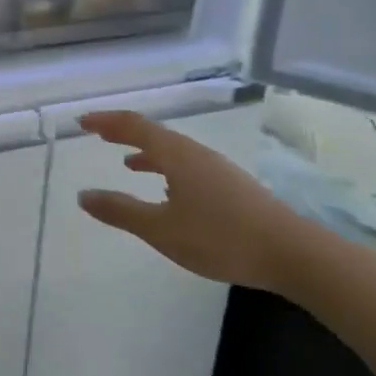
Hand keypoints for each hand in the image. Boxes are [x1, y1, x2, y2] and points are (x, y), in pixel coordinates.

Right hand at [75, 111, 313, 292]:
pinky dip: (166, 167)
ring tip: (127, 162)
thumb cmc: (220, 237)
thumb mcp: (161, 229)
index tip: (82, 122)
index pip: (134, 126)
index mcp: (176, 154)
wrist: (292, 253)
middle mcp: (196, 153)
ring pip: (173, 150)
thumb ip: (121, 211)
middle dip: (124, 133)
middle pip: (154, 133)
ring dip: (146, 151)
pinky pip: (187, 165)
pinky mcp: (231, 186)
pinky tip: (168, 190)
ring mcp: (217, 168)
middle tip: (98, 135)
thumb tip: (83, 195)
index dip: (106, 121)